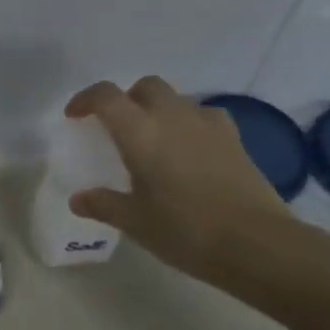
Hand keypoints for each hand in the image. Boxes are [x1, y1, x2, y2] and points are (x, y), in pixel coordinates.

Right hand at [64, 77, 307, 289]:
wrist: (254, 242)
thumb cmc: (184, 230)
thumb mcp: (135, 222)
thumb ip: (103, 204)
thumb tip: (79, 199)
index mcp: (140, 133)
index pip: (106, 97)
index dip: (86, 100)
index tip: (75, 116)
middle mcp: (173, 117)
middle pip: (145, 87)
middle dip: (126, 99)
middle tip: (116, 127)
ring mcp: (208, 124)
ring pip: (176, 99)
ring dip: (158, 110)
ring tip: (152, 142)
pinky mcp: (234, 138)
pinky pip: (203, 116)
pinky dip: (188, 124)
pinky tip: (188, 150)